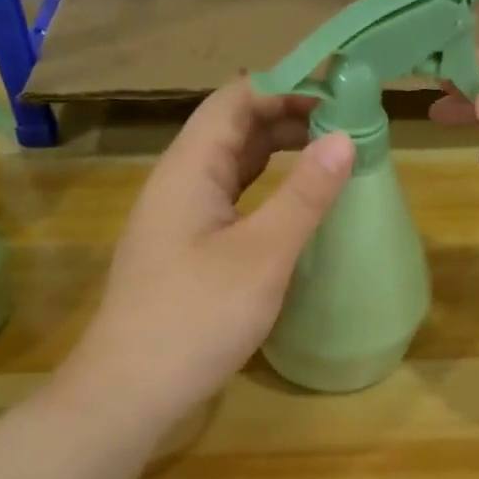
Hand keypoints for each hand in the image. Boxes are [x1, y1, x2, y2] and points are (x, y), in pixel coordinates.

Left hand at [64, 79, 354, 427]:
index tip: (341, 94)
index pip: (237, 100)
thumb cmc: (195, 318)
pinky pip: (228, 201)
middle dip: (288, 119)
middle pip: (233, 129)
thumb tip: (343, 139)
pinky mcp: (184, 250)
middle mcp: (178, 183)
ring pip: (231, 167)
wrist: (130, 391)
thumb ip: (304, 196)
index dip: (287, 87)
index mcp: (189, 168)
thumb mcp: (262, 255)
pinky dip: (264, 191)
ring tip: (329, 157)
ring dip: (277, 155)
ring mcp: (178, 218)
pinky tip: (291, 207)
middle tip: (347, 127)